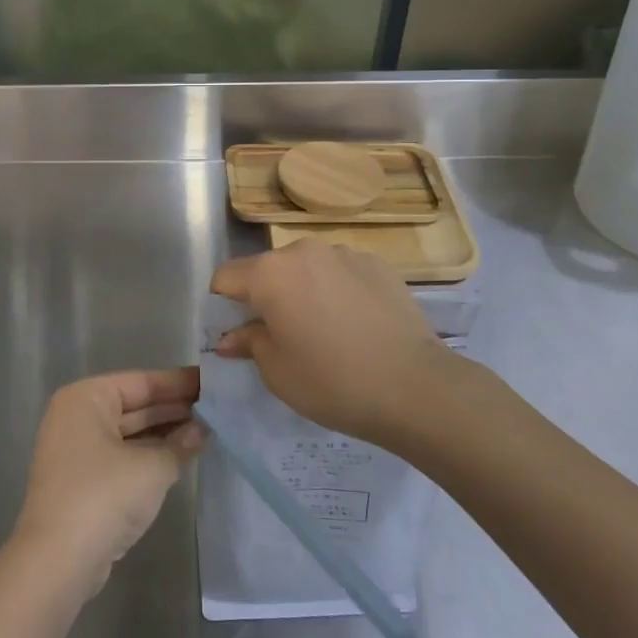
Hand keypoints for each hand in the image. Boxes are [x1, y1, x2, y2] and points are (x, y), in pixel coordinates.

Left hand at [10, 368, 205, 597]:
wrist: (57, 561)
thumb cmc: (104, 496)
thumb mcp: (152, 467)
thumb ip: (180, 444)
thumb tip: (202, 429)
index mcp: (86, 398)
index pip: (142, 382)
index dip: (179, 383)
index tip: (212, 382)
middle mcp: (77, 417)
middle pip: (134, 406)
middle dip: (174, 409)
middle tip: (217, 407)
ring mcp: (77, 451)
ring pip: (130, 433)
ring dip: (165, 434)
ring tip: (207, 430)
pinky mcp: (82, 482)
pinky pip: (123, 457)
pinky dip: (149, 456)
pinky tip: (181, 457)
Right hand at [211, 240, 457, 444]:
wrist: (414, 386)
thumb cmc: (332, 381)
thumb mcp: (277, 372)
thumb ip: (248, 343)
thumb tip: (231, 336)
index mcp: (269, 273)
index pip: (225, 277)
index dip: (223, 306)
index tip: (236, 334)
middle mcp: (303, 250)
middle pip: (268, 269)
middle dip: (266, 297)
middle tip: (281, 337)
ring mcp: (344, 253)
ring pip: (307, 269)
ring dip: (304, 291)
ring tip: (325, 332)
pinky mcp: (378, 264)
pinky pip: (341, 273)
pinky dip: (338, 292)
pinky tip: (357, 325)